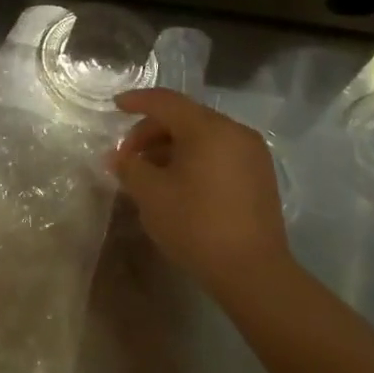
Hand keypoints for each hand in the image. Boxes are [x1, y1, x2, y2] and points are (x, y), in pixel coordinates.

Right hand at [111, 88, 291, 294]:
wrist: (252, 271)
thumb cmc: (195, 224)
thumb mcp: (150, 194)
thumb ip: (129, 167)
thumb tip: (117, 157)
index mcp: (208, 129)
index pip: (166, 102)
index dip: (137, 101)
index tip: (115, 106)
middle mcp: (235, 132)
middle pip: (185, 117)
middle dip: (151, 131)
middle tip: (128, 156)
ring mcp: (252, 154)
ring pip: (202, 136)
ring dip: (171, 146)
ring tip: (148, 172)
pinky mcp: (259, 176)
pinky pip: (218, 152)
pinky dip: (193, 158)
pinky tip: (176, 182)